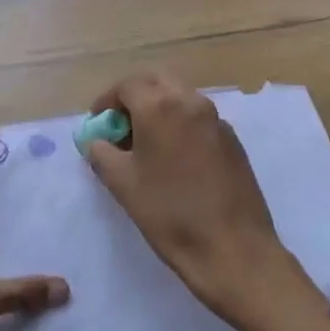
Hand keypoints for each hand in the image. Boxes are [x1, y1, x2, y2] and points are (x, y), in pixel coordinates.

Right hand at [84, 70, 312, 330]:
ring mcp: (216, 119)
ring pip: (180, 97)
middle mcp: (191, 102)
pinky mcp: (232, 140)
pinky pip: (198, 118)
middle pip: (156, 82)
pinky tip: (174, 158)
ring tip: (145, 144)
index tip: (98, 124)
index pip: (127, 86)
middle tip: (120, 127)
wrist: (233, 248)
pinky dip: (180, 124)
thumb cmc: (170, 214)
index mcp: (161, 107)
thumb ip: (102, 154)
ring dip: (159, 108)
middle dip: (134, 97)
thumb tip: (96, 141)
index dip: (107, 101)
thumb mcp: (123, 184)